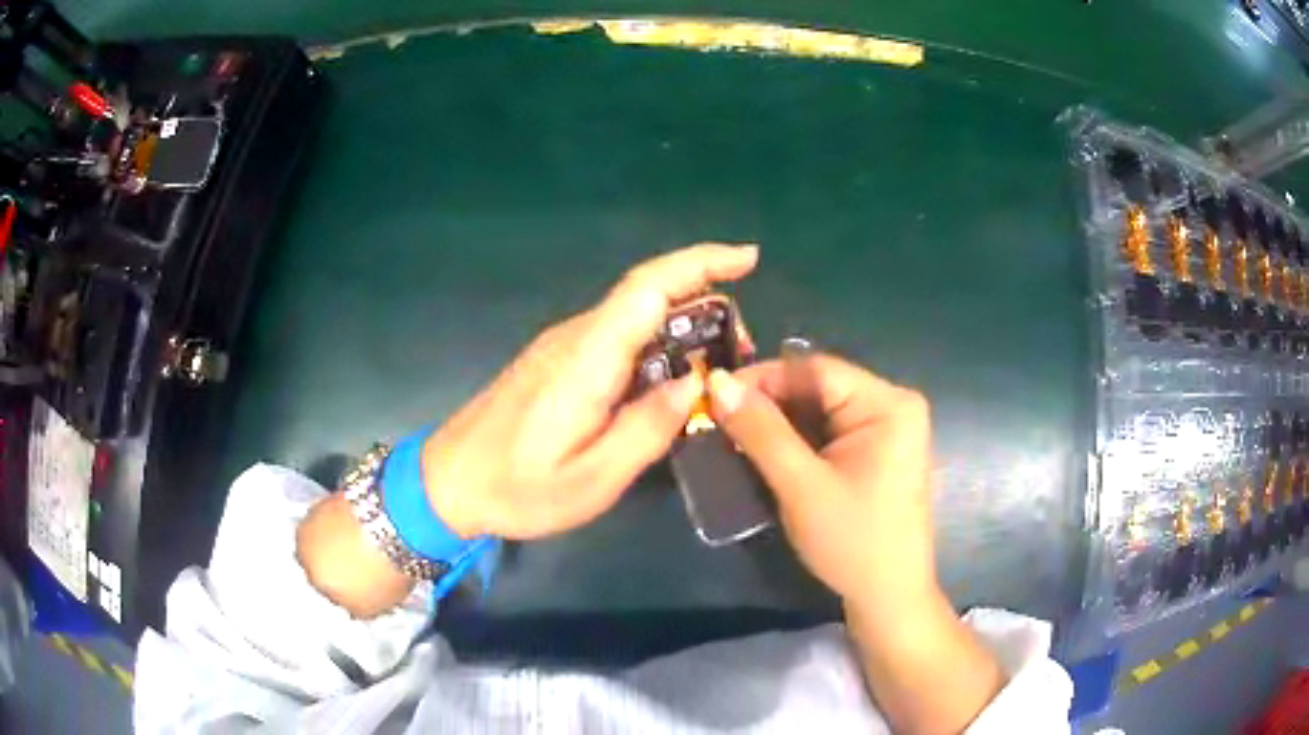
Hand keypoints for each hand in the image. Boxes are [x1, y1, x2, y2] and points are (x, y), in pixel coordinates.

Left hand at [422, 243, 758, 539]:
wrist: (447, 483)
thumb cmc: (517, 488)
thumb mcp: (592, 479)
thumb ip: (648, 429)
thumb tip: (693, 383)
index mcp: (587, 358)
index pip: (649, 287)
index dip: (702, 263)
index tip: (749, 258)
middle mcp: (576, 337)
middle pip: (648, 295)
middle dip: (706, 303)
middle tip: (741, 351)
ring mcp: (562, 345)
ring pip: (635, 316)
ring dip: (683, 326)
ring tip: (717, 368)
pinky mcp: (556, 360)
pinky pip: (618, 336)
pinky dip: (656, 343)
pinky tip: (670, 378)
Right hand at [706, 355, 935, 613]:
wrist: (888, 597)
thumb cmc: (852, 542)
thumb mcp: (801, 485)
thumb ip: (760, 431)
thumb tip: (716, 381)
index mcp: (888, 404)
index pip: (816, 370)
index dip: (763, 377)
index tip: (714, 393)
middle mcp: (893, 405)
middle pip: (819, 387)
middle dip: (769, 403)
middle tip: (718, 418)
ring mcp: (888, 429)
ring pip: (820, 409)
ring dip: (778, 423)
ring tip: (733, 434)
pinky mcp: (878, 452)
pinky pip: (830, 431)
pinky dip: (796, 440)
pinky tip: (766, 452)